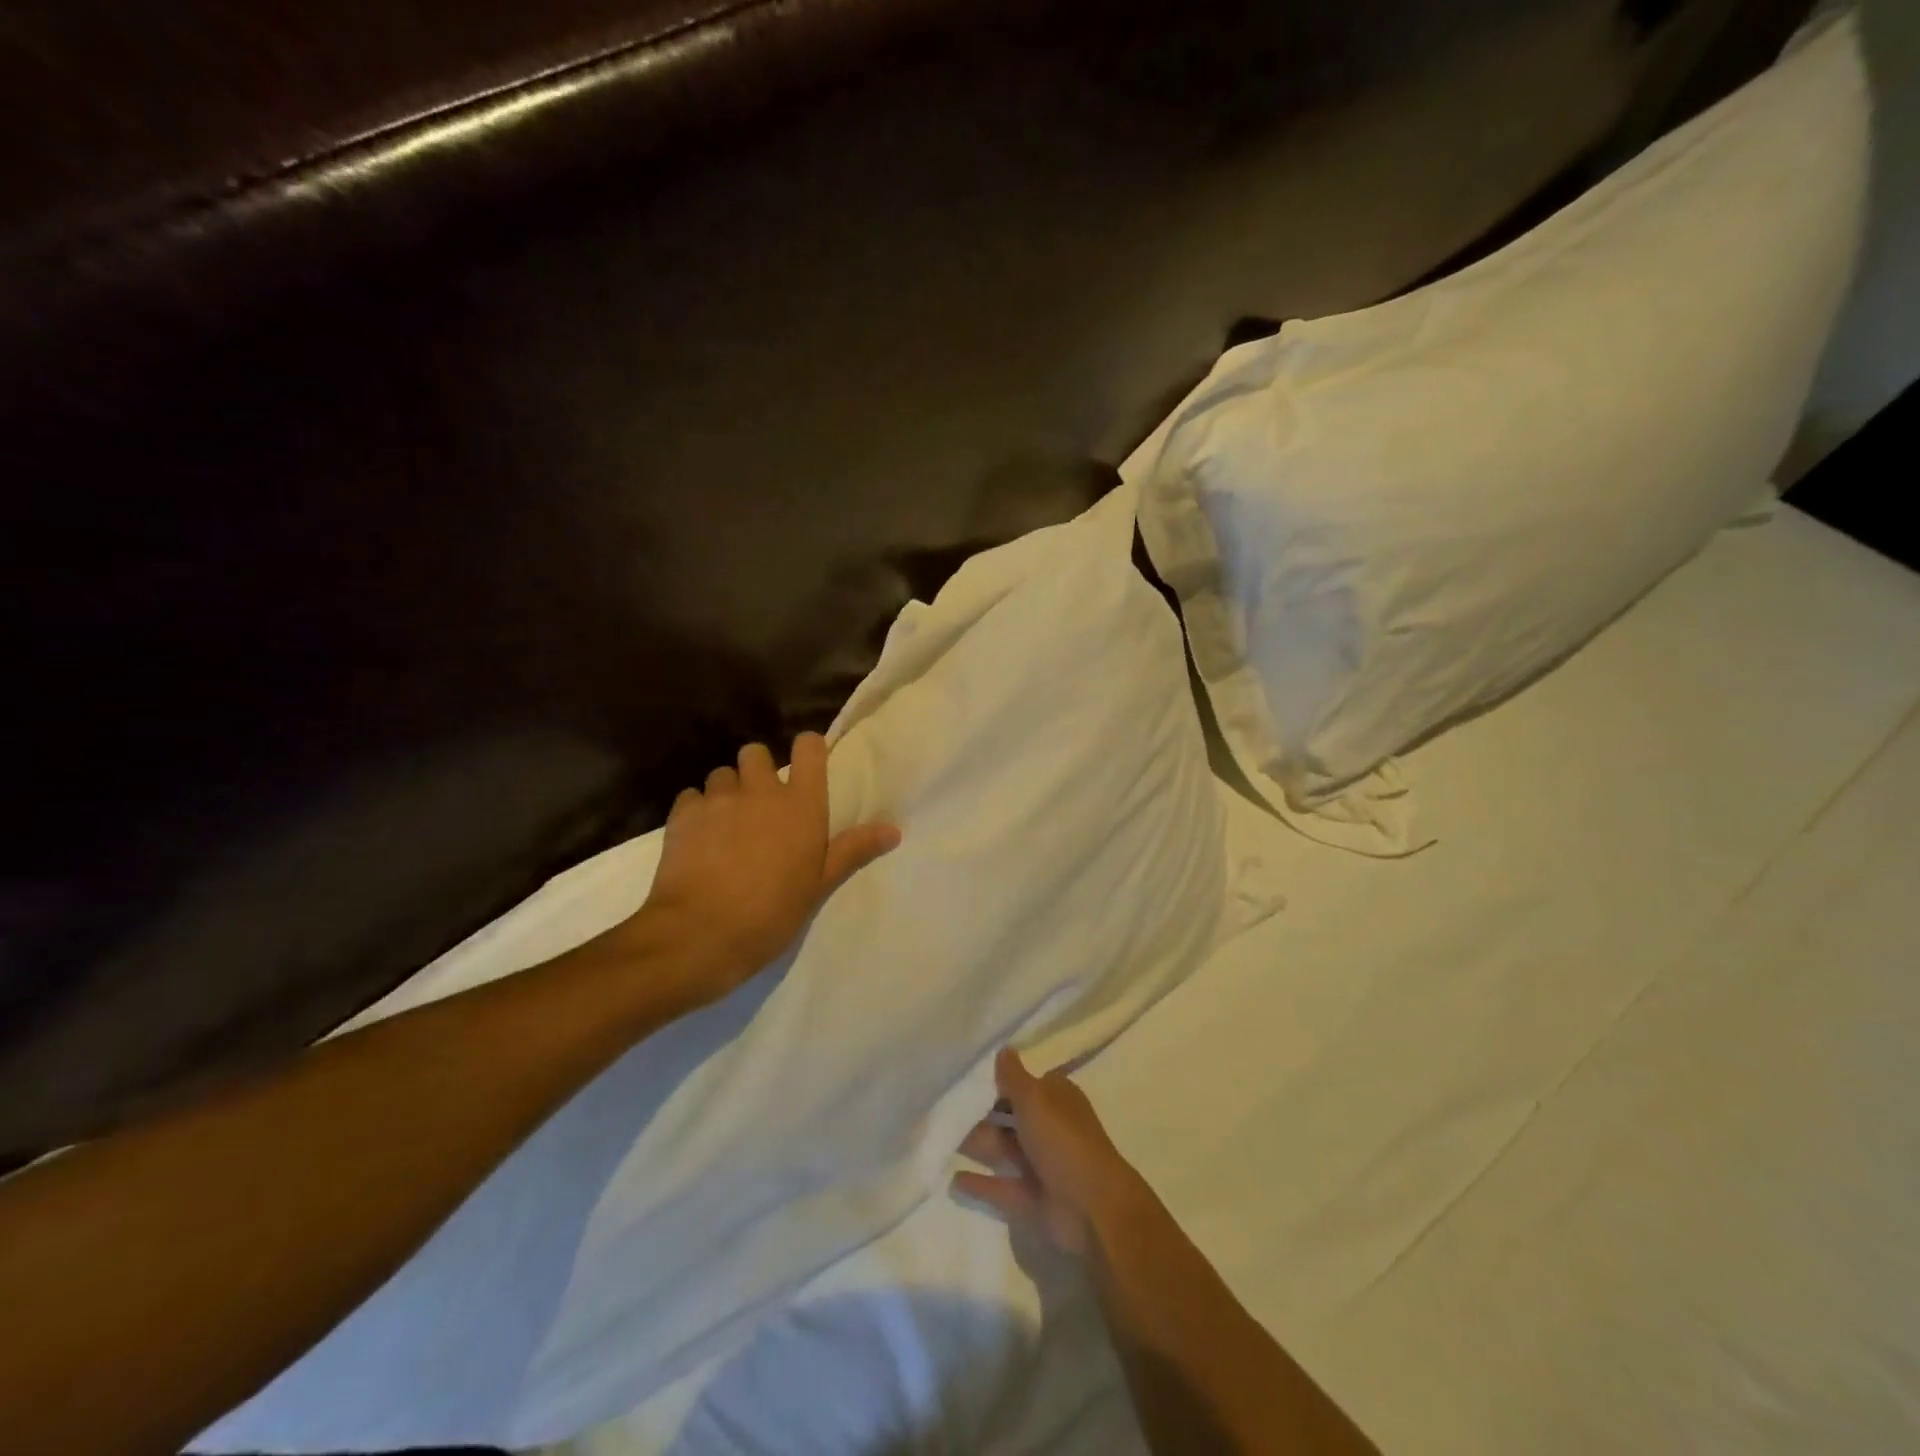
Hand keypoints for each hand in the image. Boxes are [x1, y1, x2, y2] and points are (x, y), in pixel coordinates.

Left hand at [618, 732, 899, 1008]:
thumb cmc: (772, 912)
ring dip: (727, 791)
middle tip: (760, 804)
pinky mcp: (683, 814)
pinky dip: (696, 810)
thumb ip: (853, 850)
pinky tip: (698, 838)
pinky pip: (691, 797)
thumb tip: (894, 830)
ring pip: (722, 774)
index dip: (808, 750)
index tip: (807, 767)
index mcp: (802, 803)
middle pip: (756, 753)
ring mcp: (719, 799)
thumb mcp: (819, 884)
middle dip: (757, 770)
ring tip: (726, 824)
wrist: (701, 933)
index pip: (808, 748)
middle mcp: (760, 790)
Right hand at [952, 1048, 1145, 1255]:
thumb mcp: (1036, 1098)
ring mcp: (1039, 1165)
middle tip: (942, 1103)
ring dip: (975, 1142)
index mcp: (1056, 1099)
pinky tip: (953, 1178)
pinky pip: (999, 1187)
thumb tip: (1004, 1049)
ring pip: (1001, 1148)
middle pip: (1009, 1116)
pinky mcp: (1029, 1198)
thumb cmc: (1063, 1140)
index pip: (1024, 1083)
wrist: (1092, 1209)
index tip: (965, 1075)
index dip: (998, 1080)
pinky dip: (979, 1183)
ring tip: (939, 1135)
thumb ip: (1014, 1076)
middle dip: (980, 1111)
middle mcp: (1048, 1128)